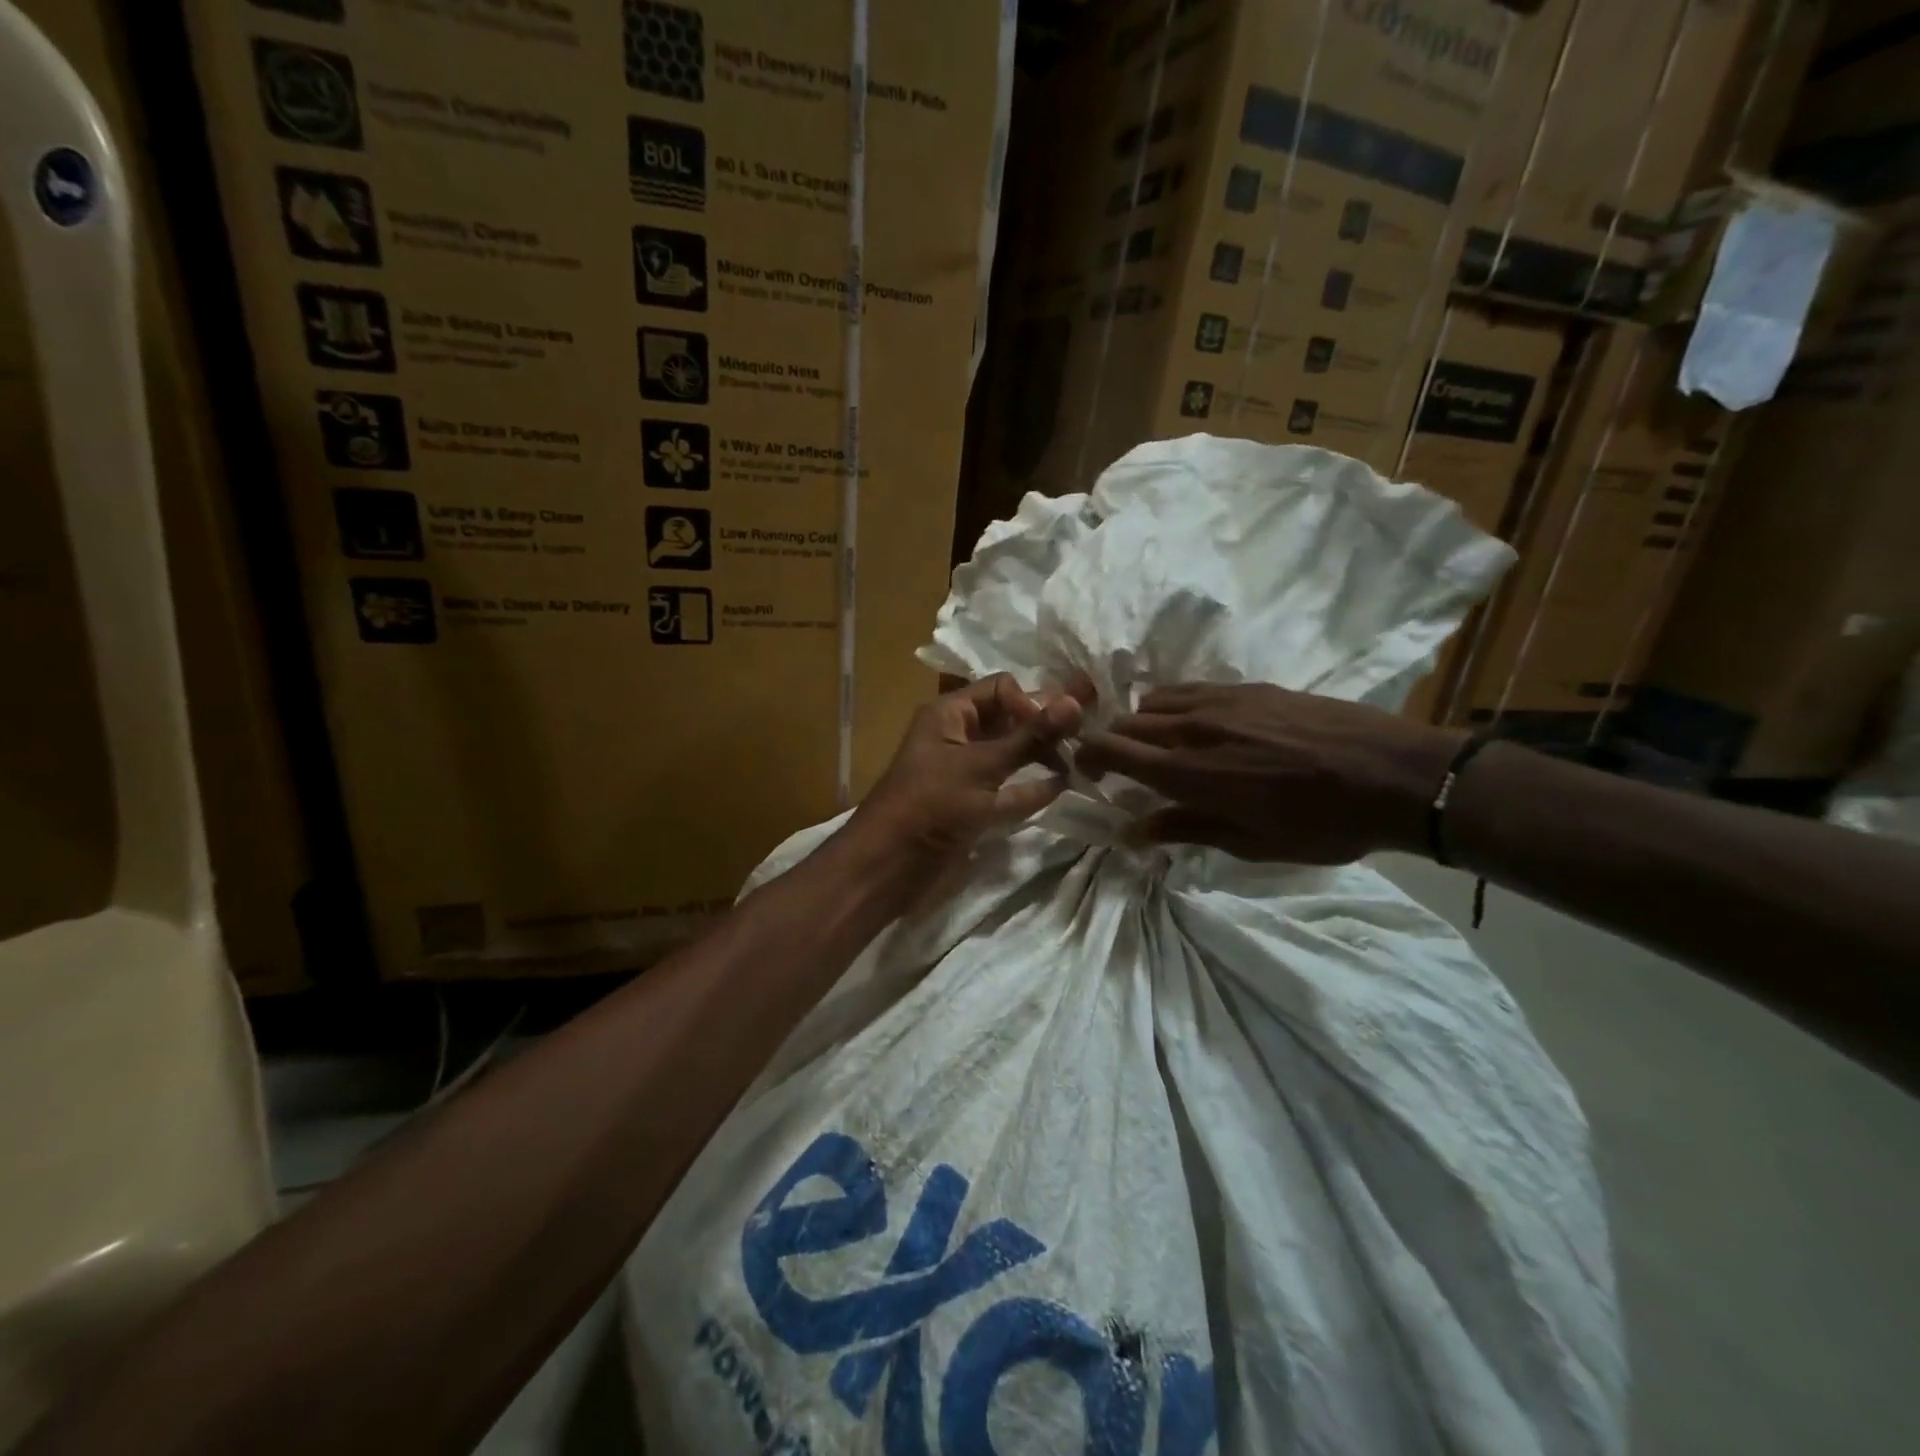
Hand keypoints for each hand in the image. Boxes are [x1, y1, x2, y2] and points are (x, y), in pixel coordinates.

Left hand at [850, 673, 1092, 887]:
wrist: (889, 866)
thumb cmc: (931, 804)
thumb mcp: (982, 766)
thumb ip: (1030, 737)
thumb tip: (1076, 702)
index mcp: (950, 714)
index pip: (1002, 689)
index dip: (1031, 701)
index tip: (1057, 726)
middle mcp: (959, 737)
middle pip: (1010, 721)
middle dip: (1043, 727)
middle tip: (1085, 736)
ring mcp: (967, 773)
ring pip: (1012, 755)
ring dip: (1042, 756)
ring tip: (1081, 760)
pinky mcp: (974, 805)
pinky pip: (1009, 789)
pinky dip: (1032, 787)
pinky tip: (1062, 787)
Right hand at [1075, 683, 1463, 863]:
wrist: (1393, 774)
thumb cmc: (1321, 824)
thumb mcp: (1250, 842)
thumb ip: (1183, 829)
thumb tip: (1130, 832)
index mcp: (1190, 772)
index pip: (1113, 750)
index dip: (1089, 758)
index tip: (1085, 773)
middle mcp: (1194, 728)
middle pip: (1126, 722)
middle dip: (1110, 743)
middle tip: (1118, 768)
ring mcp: (1221, 700)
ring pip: (1155, 701)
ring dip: (1142, 724)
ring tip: (1157, 747)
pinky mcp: (1248, 687)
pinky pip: (1189, 689)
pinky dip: (1174, 706)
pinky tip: (1194, 726)